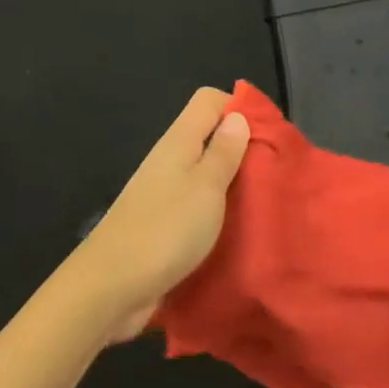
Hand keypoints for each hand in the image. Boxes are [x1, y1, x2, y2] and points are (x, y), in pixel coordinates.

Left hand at [60, 87, 251, 341]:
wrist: (112, 286)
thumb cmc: (165, 229)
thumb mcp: (206, 187)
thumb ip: (223, 152)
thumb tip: (237, 115)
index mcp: (178, 142)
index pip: (208, 100)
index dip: (239, 107)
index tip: (269, 134)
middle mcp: (168, 161)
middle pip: (208, 136)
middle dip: (242, 149)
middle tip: (276, 173)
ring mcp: (163, 194)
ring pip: (204, 173)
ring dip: (232, 184)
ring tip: (264, 203)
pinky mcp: (162, 224)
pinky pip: (196, 205)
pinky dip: (217, 211)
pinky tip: (237, 230)